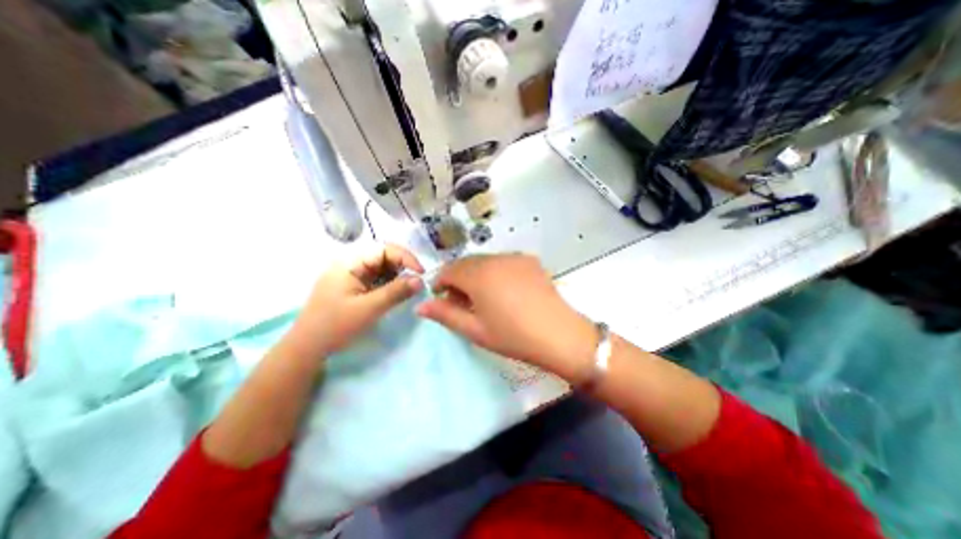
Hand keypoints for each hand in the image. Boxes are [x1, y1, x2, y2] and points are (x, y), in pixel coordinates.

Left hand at [289, 246, 424, 359]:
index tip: (421, 273)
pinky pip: (376, 278)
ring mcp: (351, 275)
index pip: (383, 249)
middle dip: (402, 266)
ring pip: (381, 267)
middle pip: (383, 256)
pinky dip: (389, 283)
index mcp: (349, 262)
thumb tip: (421, 280)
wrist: (307, 349)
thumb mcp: (369, 308)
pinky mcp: (353, 286)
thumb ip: (396, 292)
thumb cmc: (335, 326)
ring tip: (407, 288)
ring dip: (397, 275)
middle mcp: (350, 263)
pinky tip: (395, 293)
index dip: (405, 257)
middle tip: (416, 281)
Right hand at [416, 255, 599, 379]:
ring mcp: (515, 257)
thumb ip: (446, 315)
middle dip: (457, 278)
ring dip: (476, 273)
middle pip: (466, 262)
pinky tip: (503, 289)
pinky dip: (494, 271)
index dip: (439, 282)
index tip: (440, 297)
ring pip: (485, 260)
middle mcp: (495, 259)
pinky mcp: (530, 261)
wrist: (559, 335)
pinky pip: (503, 261)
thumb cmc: (513, 336)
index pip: (449, 270)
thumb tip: (420, 306)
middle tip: (460, 300)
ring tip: (482, 296)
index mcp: (478, 275)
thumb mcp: (475, 330)